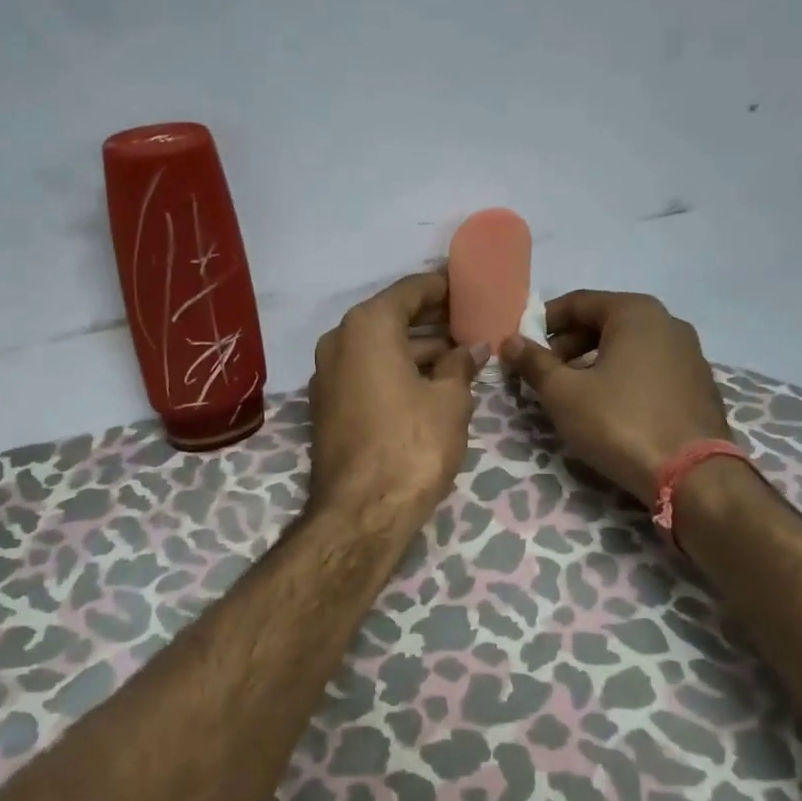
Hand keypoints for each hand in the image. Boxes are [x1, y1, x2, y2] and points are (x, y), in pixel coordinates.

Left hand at [309, 273, 488, 522]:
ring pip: (380, 347)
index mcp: (367, 326)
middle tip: (472, 322)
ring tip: (461, 355)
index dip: (443, 287)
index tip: (470, 288)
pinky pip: (368, 372)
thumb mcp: (450, 400)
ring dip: (417, 349)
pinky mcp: (328, 405)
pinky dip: (397, 370)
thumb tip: (473, 348)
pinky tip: (432, 382)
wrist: (361, 513)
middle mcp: (339, 340)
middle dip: (433, 321)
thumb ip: (461, 365)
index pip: (410, 290)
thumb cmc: (412, 444)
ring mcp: (328, 374)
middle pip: (392, 317)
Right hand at [498, 290, 731, 506]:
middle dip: (568, 345)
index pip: (577, 302)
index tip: (522, 348)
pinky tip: (609, 409)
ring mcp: (689, 353)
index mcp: (636, 312)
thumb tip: (509, 342)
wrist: (693, 477)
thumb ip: (533, 363)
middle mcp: (668, 322)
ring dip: (594, 363)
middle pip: (604, 322)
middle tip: (544, 375)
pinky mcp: (699, 384)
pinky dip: (623, 377)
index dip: (542, 323)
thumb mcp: (564, 393)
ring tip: (572, 394)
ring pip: (627, 346)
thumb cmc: (620, 423)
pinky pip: (649, 368)